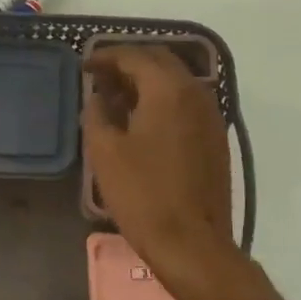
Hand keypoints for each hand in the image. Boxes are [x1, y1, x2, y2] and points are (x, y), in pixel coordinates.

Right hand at [82, 46, 238, 295]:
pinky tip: (142, 120)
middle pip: (160, 61)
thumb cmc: (142, 194)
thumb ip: (98, 113)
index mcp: (168, 90)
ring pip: (176, 81)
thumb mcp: (105, 151)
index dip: (106, 56)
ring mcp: (211, 116)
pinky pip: (186, 103)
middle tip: (101, 76)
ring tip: (118, 97)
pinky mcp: (215, 138)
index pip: (134, 56)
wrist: (192, 243)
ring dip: (147, 80)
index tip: (85, 65)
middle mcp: (196, 93)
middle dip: (129, 62)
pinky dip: (162, 99)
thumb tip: (99, 96)